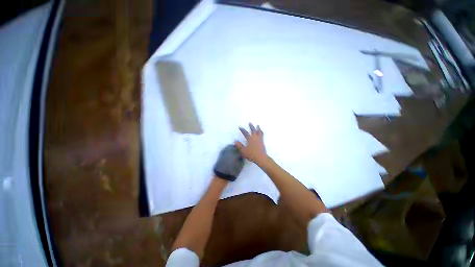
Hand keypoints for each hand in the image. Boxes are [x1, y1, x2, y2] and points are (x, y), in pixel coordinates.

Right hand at [235, 123, 267, 164]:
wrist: (261, 158)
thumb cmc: (252, 154)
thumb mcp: (243, 151)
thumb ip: (239, 146)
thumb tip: (235, 141)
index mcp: (250, 139)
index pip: (245, 133)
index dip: (242, 130)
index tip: (240, 127)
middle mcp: (255, 137)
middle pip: (253, 130)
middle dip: (251, 126)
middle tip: (250, 123)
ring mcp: (260, 139)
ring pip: (259, 132)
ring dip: (258, 128)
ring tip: (258, 125)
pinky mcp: (262, 142)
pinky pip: (262, 135)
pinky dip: (261, 132)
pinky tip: (261, 132)